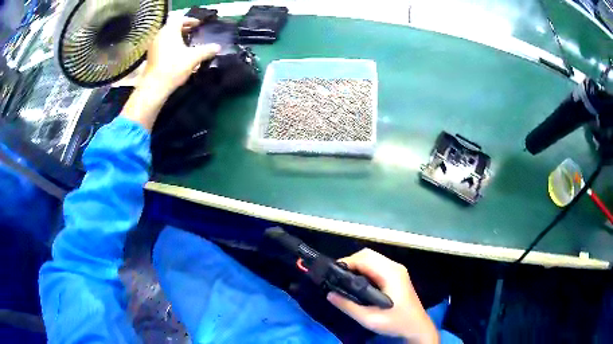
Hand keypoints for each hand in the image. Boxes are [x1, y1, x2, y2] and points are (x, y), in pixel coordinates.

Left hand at [140, 16, 220, 96]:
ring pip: (167, 36)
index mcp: (170, 31)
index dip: (190, 20)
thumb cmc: (173, 67)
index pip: (180, 18)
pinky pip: (162, 45)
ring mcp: (153, 46)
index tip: (198, 25)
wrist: (154, 87)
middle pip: (172, 26)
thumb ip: (207, 50)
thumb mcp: (194, 58)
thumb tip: (218, 47)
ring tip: (187, 44)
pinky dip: (170, 46)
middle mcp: (160, 35)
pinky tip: (177, 55)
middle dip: (184, 29)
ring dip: (177, 38)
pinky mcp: (151, 56)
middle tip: (194, 33)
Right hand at [327, 249, 438, 343]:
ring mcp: (397, 270)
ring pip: (372, 258)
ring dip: (357, 265)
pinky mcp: (396, 275)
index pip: (365, 258)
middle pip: (368, 254)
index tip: (332, 274)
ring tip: (343, 280)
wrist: (417, 326)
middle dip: (350, 262)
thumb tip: (329, 294)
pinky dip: (364, 269)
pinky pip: (377, 265)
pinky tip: (357, 282)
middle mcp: (395, 267)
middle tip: (336, 277)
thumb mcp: (370, 319)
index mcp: (391, 274)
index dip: (347, 263)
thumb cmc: (396, 322)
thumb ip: (349, 306)